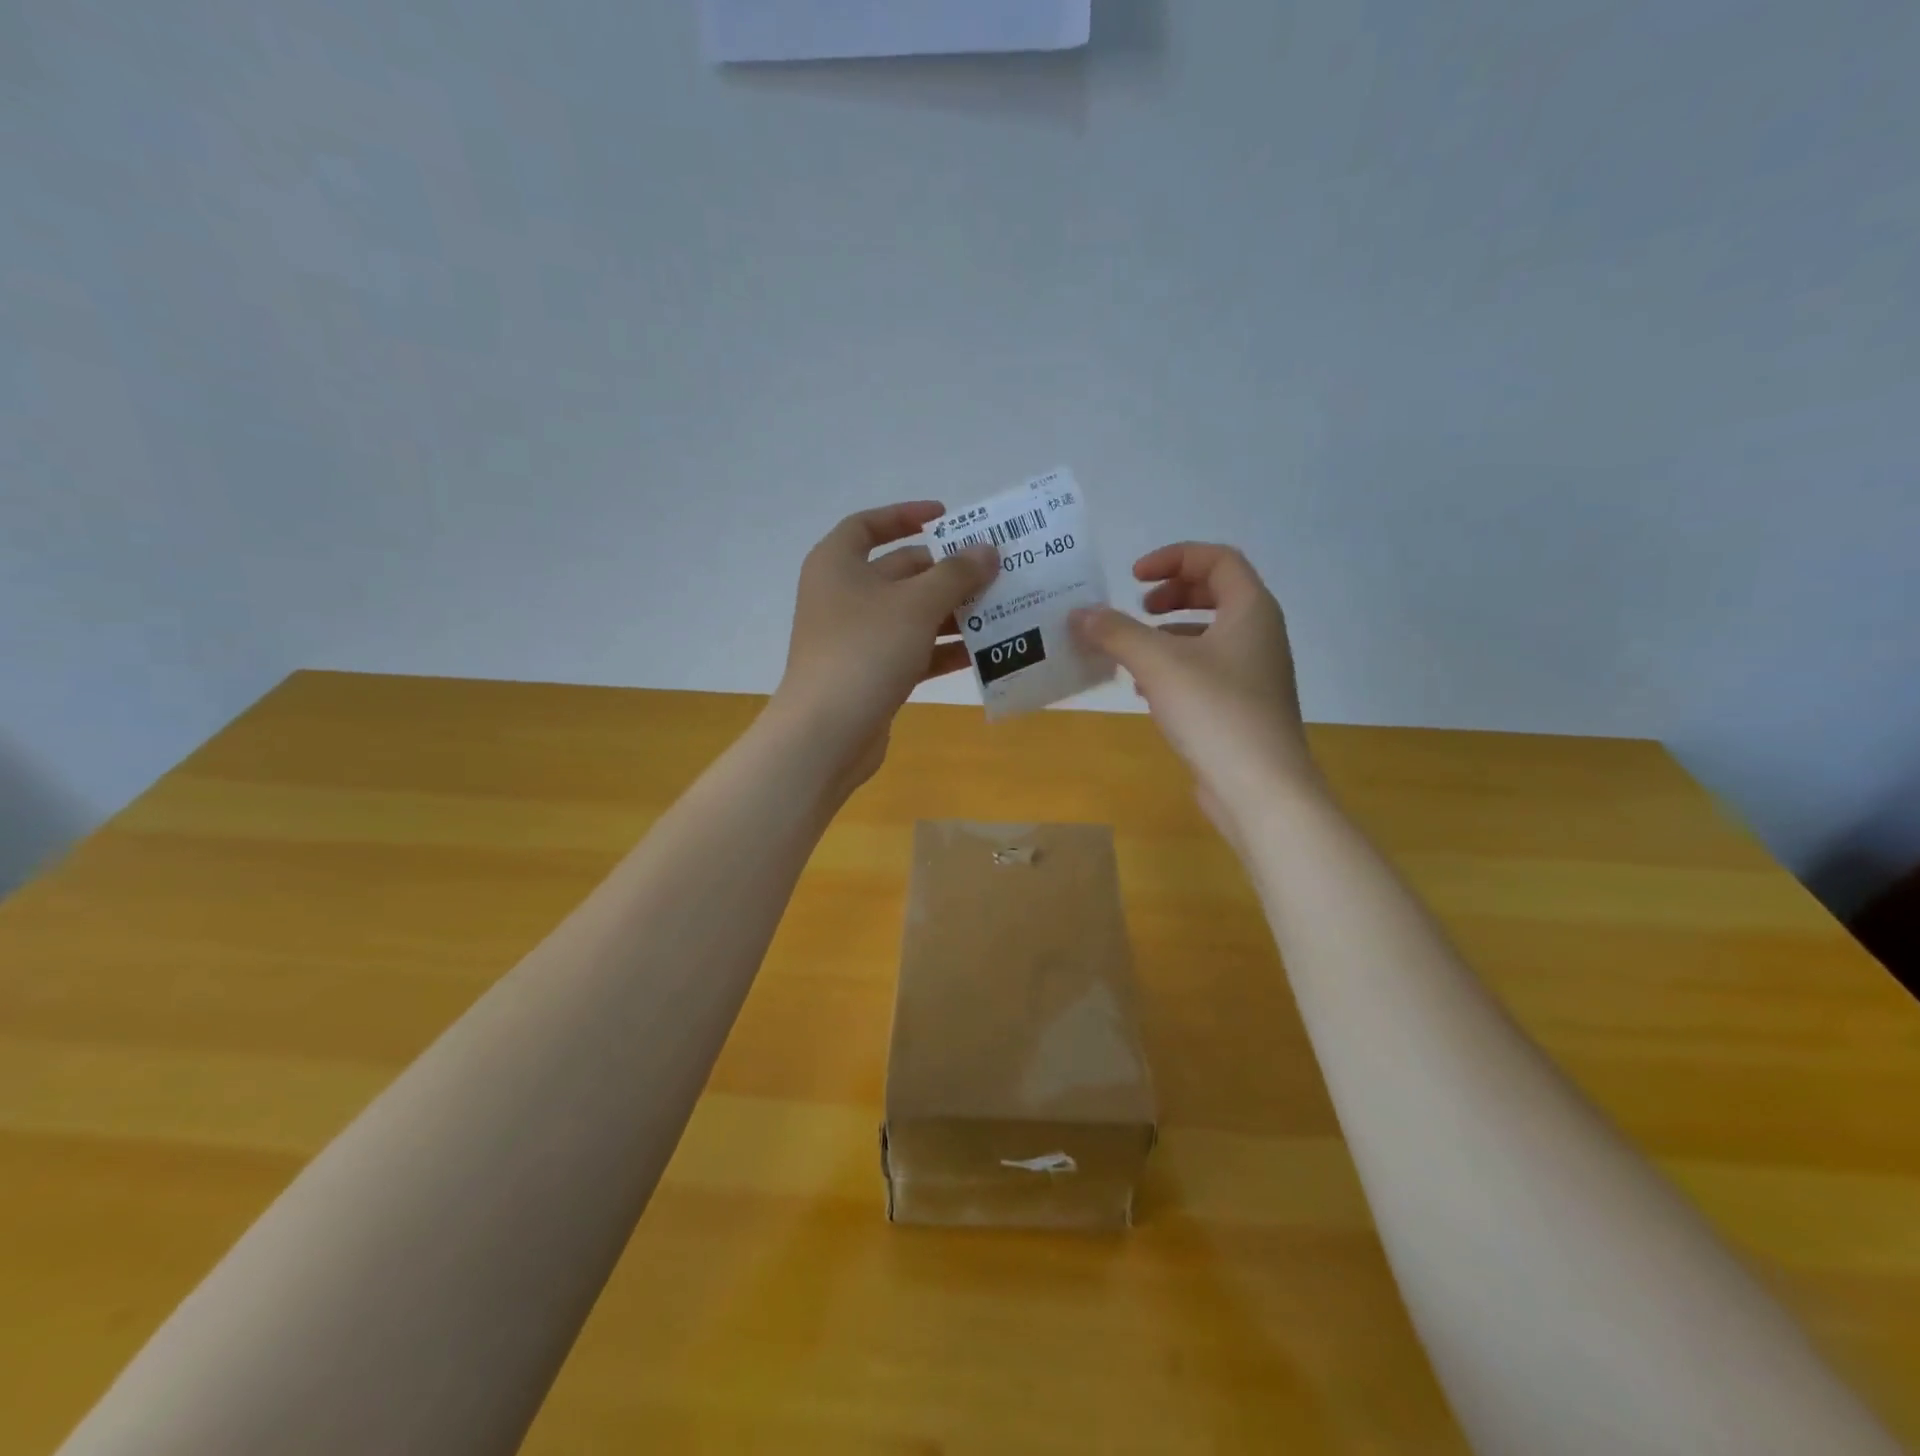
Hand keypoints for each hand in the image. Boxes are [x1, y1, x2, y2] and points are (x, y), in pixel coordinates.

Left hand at [771, 501, 998, 789]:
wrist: (827, 733)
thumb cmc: (866, 650)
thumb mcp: (916, 604)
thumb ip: (956, 574)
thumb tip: (987, 550)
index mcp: (838, 564)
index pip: (869, 525)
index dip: (906, 516)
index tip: (947, 517)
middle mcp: (843, 595)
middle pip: (899, 571)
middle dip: (946, 572)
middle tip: (993, 571)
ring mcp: (855, 638)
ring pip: (910, 614)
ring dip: (952, 613)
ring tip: (999, 610)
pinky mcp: (870, 674)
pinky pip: (912, 650)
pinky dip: (942, 649)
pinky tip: (982, 653)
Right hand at [1070, 543, 1317, 837]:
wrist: (1261, 788)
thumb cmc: (1215, 711)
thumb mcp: (1157, 664)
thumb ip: (1117, 633)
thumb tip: (1081, 613)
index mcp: (1251, 610)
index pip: (1218, 559)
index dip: (1174, 558)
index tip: (1134, 578)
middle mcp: (1259, 635)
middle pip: (1216, 594)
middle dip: (1172, 594)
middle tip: (1138, 608)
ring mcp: (1255, 674)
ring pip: (1209, 636)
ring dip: (1169, 634)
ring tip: (1133, 653)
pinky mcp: (1243, 708)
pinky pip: (1207, 672)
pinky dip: (1175, 669)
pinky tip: (1146, 692)